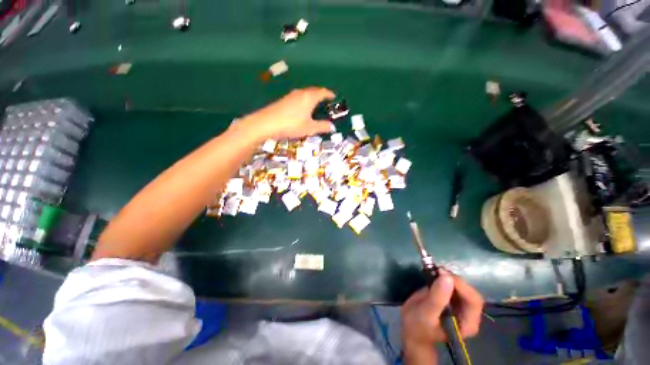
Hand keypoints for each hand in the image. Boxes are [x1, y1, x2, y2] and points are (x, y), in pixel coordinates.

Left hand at [237, 87, 335, 141]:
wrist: (266, 123)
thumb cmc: (291, 125)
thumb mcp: (309, 128)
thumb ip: (322, 127)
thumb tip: (332, 127)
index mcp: (309, 97)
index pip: (322, 92)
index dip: (329, 94)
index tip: (334, 97)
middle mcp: (301, 93)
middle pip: (314, 90)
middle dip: (321, 94)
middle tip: (326, 101)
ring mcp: (291, 95)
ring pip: (305, 93)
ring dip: (312, 97)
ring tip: (315, 105)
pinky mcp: (283, 100)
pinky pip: (298, 97)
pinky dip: (304, 100)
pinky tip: (302, 109)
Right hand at [402, 271, 483, 351]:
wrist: (410, 328)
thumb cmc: (417, 325)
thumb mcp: (425, 313)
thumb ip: (437, 298)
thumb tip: (447, 277)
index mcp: (467, 323)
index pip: (473, 301)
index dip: (461, 286)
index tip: (443, 274)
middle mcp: (468, 314)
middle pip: (468, 292)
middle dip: (454, 279)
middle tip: (436, 270)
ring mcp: (460, 305)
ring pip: (461, 286)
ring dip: (448, 276)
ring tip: (433, 270)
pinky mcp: (450, 297)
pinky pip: (452, 284)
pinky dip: (443, 276)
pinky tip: (433, 273)